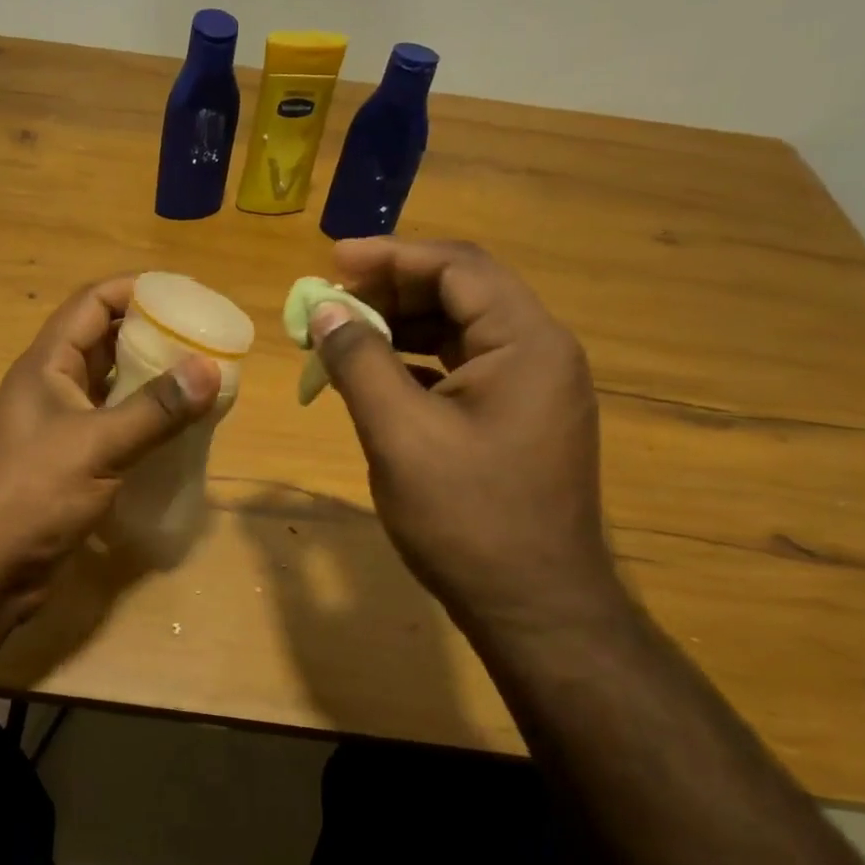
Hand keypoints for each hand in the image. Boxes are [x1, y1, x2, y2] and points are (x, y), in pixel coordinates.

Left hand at [0, 276, 220, 617]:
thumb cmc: (29, 493)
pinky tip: (176, 432)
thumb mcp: (96, 445)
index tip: (185, 294)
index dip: (136, 289)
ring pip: (110, 387)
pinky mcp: (68, 464)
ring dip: (150, 381)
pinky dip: (143, 422)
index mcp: (47, 364)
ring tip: (199, 380)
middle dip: (151, 334)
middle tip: (203, 340)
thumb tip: (210, 368)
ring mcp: (58, 427)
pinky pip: (112, 427)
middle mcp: (51, 387)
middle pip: (104, 341)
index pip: (93, 303)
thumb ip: (155, 409)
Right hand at [311, 238, 618, 625]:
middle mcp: (539, 352)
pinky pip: (462, 366)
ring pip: (459, 328)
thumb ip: (359, 362)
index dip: (391, 255)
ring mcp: (532, 386)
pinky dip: (415, 360)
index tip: (331, 261)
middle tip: (330, 301)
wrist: (535, 608)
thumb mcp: (400, 435)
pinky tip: (376, 376)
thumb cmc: (468, 518)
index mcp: (526, 343)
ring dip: (400, 324)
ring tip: (343, 334)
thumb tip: (325, 311)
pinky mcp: (518, 417)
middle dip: (391, 288)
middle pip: (461, 291)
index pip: (457, 267)